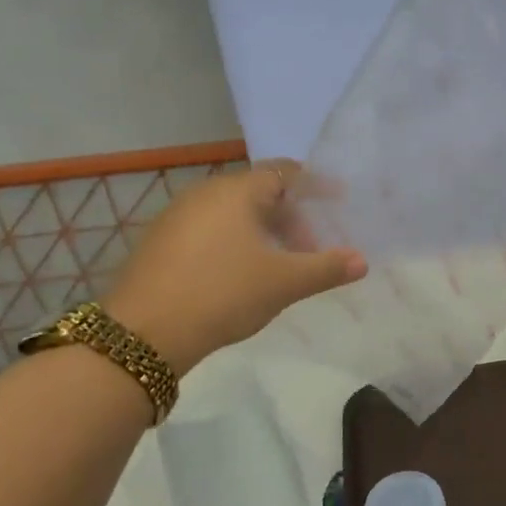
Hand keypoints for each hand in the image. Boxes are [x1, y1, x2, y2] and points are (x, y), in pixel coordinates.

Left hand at [104, 161, 365, 370]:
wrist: (143, 333)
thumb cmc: (223, 294)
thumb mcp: (283, 283)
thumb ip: (326, 268)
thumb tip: (361, 261)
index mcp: (236, 192)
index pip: (284, 172)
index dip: (315, 184)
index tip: (338, 200)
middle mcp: (204, 193)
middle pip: (259, 192)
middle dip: (290, 216)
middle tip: (311, 247)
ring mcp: (177, 216)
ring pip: (232, 212)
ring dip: (263, 231)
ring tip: (280, 264)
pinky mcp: (160, 241)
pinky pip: (209, 229)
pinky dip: (235, 241)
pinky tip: (240, 274)